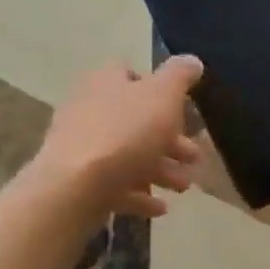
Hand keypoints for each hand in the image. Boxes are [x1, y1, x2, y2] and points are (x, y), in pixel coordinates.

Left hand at [31, 57, 204, 217]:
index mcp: (105, 82)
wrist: (75, 187)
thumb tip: (192, 60)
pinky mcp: (79, 182)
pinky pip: (114, 185)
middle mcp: (88, 109)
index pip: (129, 73)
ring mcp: (81, 147)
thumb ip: (179, 76)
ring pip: (127, 154)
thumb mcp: (163, 96)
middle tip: (194, 156)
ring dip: (160, 169)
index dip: (156, 86)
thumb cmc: (125, 133)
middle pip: (135, 119)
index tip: (180, 106)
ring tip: (183, 186)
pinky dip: (139, 194)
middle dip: (169, 139)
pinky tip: (159, 207)